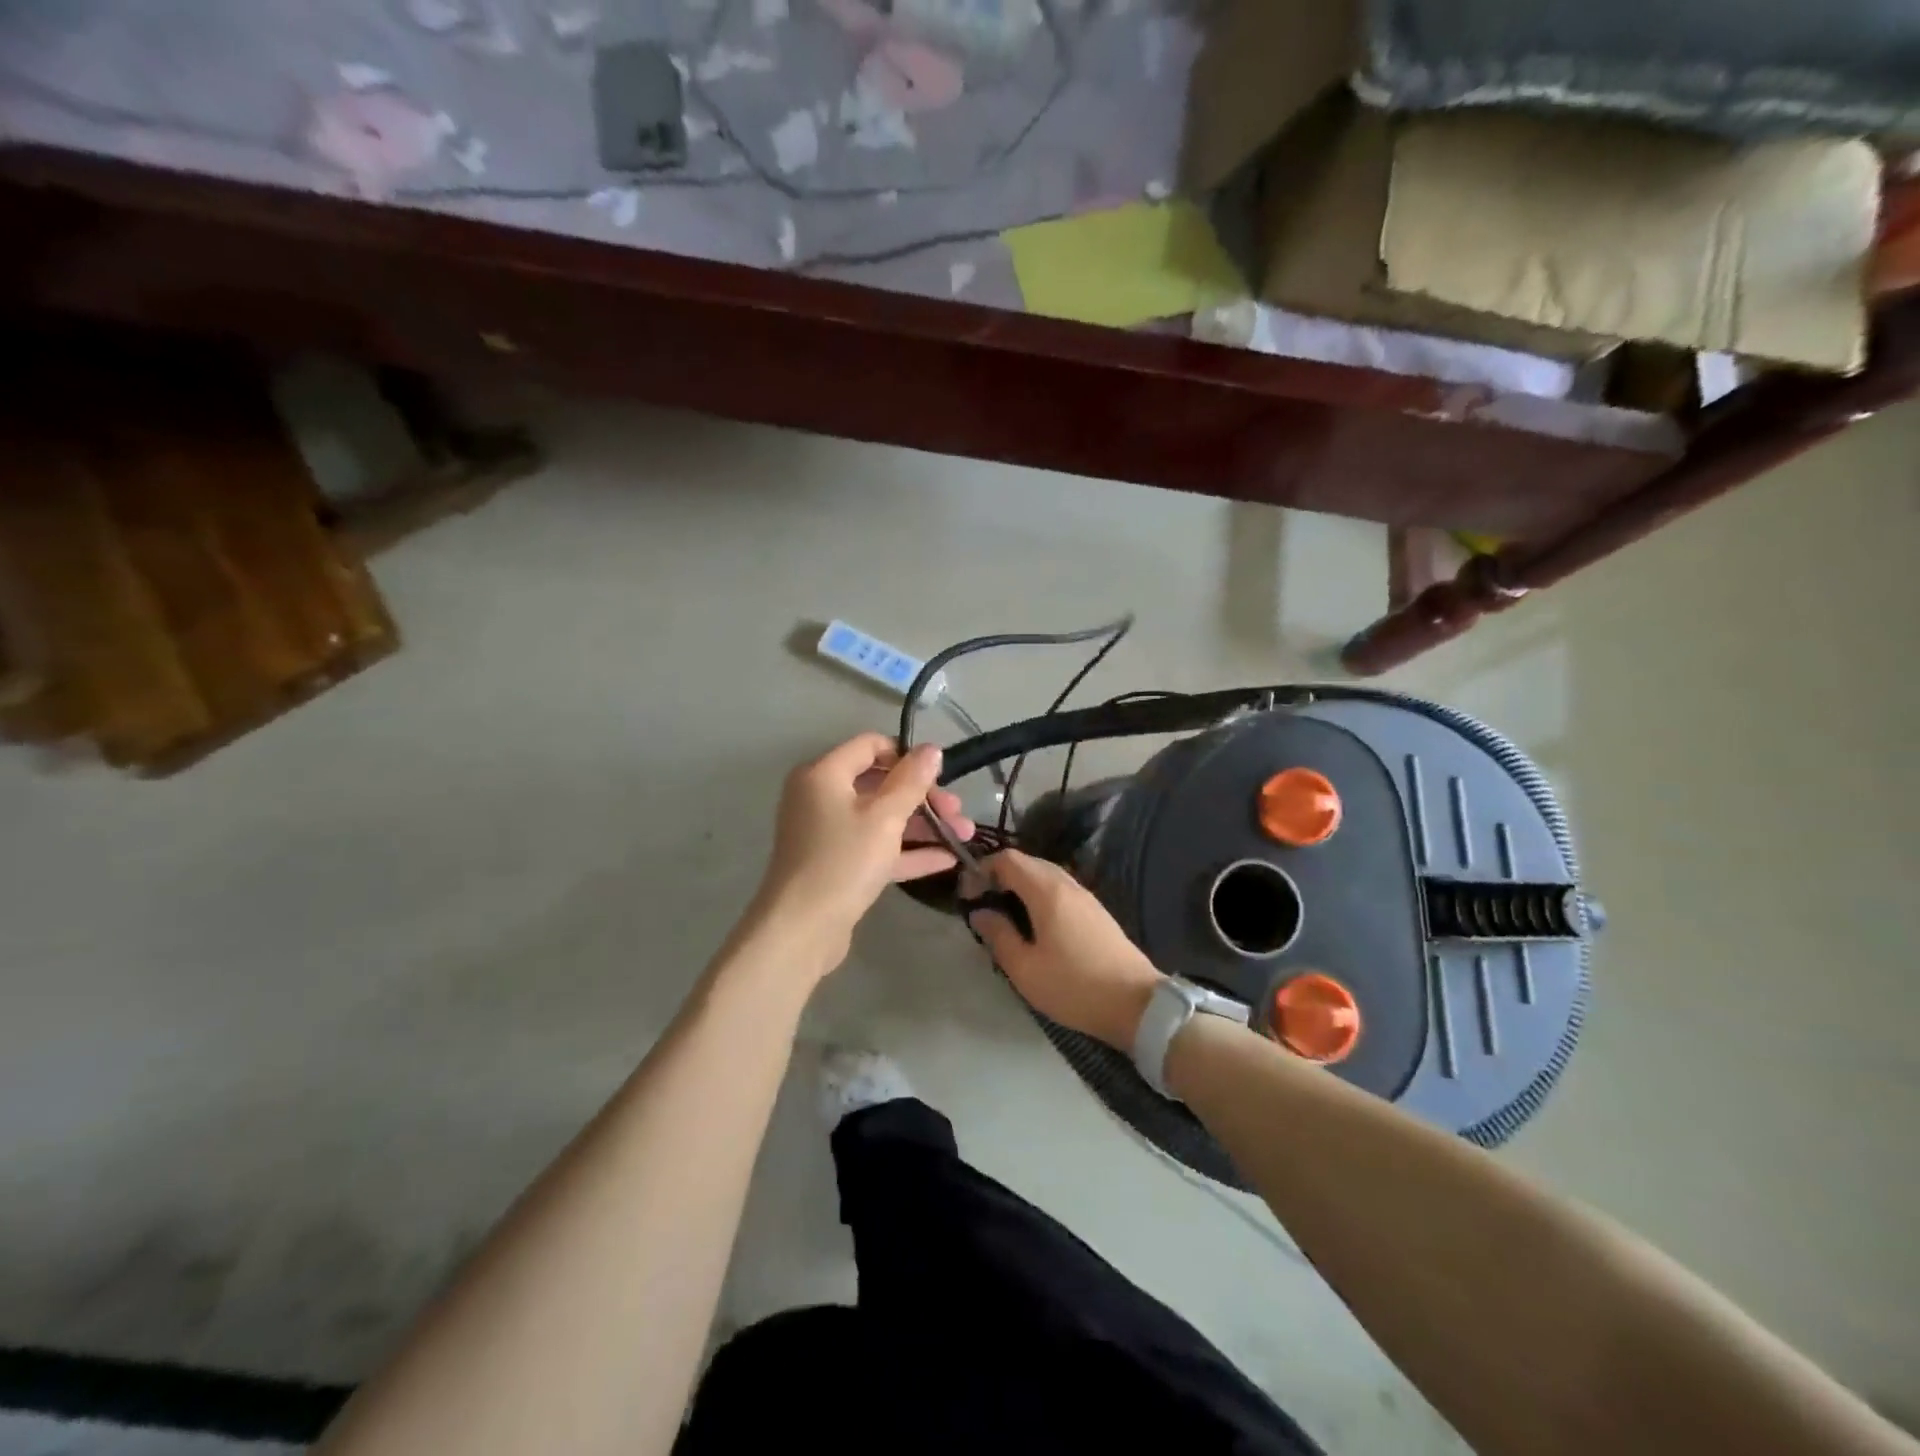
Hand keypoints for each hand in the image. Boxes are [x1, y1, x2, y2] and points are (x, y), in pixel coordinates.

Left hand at [751, 733, 973, 968]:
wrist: (801, 929)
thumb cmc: (843, 861)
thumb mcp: (884, 817)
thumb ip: (911, 781)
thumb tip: (932, 749)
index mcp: (824, 774)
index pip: (870, 746)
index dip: (907, 756)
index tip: (939, 776)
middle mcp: (821, 797)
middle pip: (879, 783)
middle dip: (923, 797)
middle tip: (958, 812)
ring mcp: (827, 833)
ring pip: (880, 818)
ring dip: (922, 825)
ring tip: (963, 835)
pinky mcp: (836, 864)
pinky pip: (875, 847)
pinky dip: (906, 850)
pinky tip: (945, 859)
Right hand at [969, 849, 1164, 1049]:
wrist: (1137, 1004)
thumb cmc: (1074, 986)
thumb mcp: (1025, 968)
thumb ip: (998, 935)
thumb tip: (980, 912)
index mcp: (1047, 891)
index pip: (1008, 859)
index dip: (982, 869)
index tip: (968, 895)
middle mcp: (1067, 884)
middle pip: (1027, 862)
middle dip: (1000, 875)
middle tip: (983, 903)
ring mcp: (1085, 896)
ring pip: (1045, 875)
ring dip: (1020, 885)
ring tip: (1005, 914)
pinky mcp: (1096, 911)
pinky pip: (1060, 889)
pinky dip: (1039, 894)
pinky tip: (1034, 923)